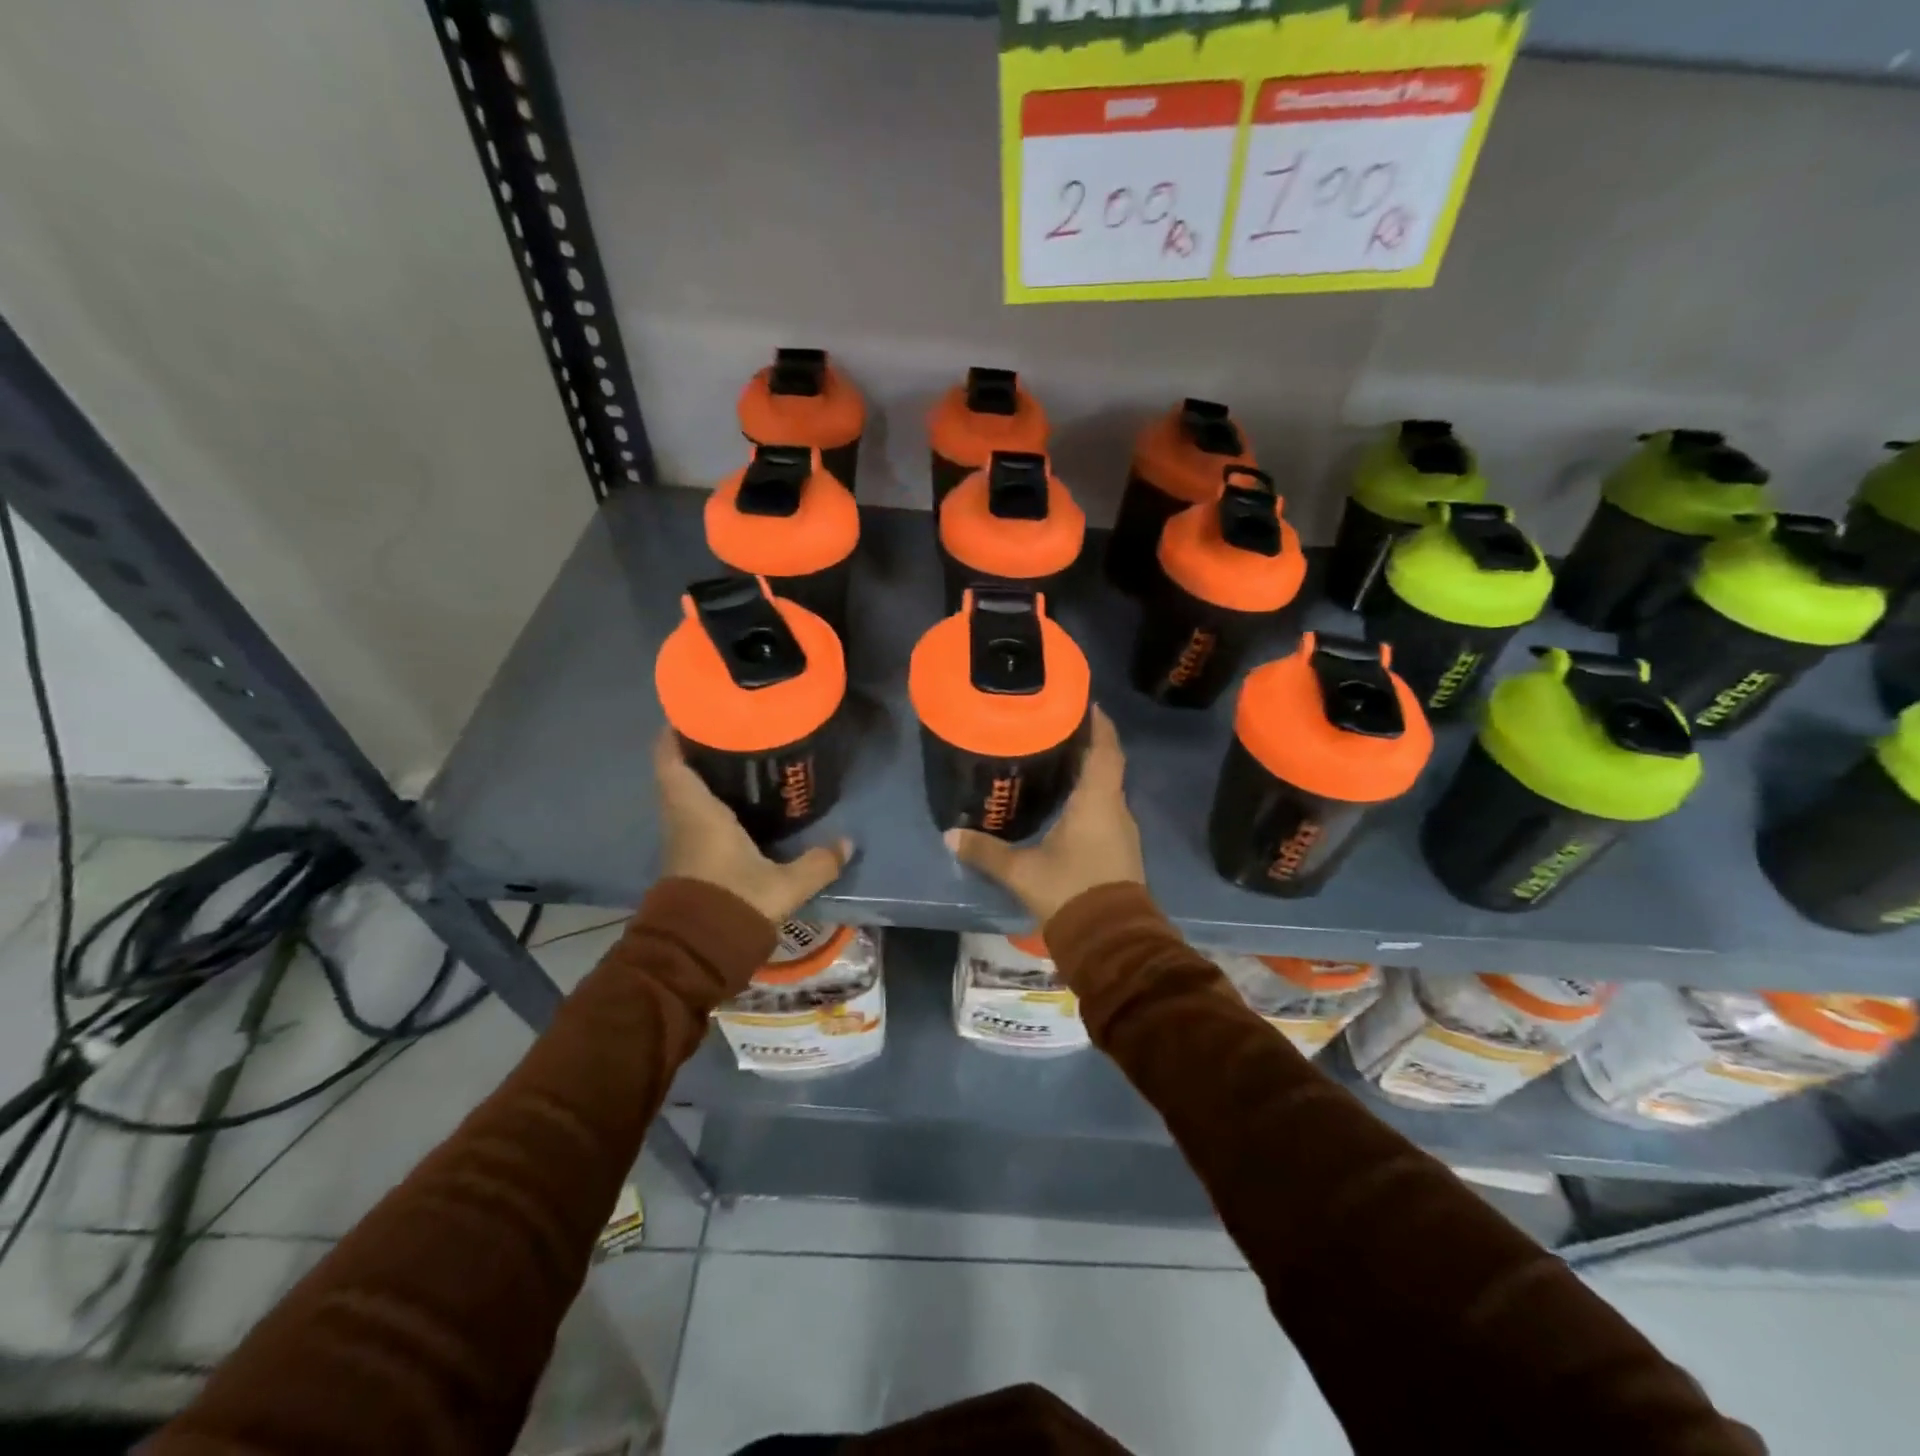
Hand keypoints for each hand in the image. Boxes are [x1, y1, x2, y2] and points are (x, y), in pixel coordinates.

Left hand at [654, 729, 851, 923]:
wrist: (695, 955)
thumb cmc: (733, 903)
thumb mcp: (783, 884)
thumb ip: (817, 863)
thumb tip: (848, 843)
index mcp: (697, 812)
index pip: (671, 760)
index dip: (675, 733)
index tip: (694, 710)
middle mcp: (682, 820)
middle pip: (677, 773)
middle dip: (698, 750)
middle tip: (731, 730)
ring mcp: (681, 842)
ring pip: (684, 796)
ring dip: (702, 777)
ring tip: (738, 759)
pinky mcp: (687, 861)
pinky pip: (692, 817)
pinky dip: (708, 803)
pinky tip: (737, 803)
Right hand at [945, 707, 1144, 923]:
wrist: (1112, 941)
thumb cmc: (1070, 892)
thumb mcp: (1022, 872)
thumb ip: (986, 852)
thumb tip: (949, 835)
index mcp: (1097, 802)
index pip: (1105, 750)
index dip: (1099, 725)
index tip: (1087, 703)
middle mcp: (1116, 810)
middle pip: (1107, 766)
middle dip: (1088, 744)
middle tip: (1058, 728)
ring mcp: (1122, 831)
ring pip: (1107, 789)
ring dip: (1090, 772)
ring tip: (1059, 759)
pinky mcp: (1121, 850)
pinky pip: (1106, 809)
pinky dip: (1090, 796)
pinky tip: (1068, 802)